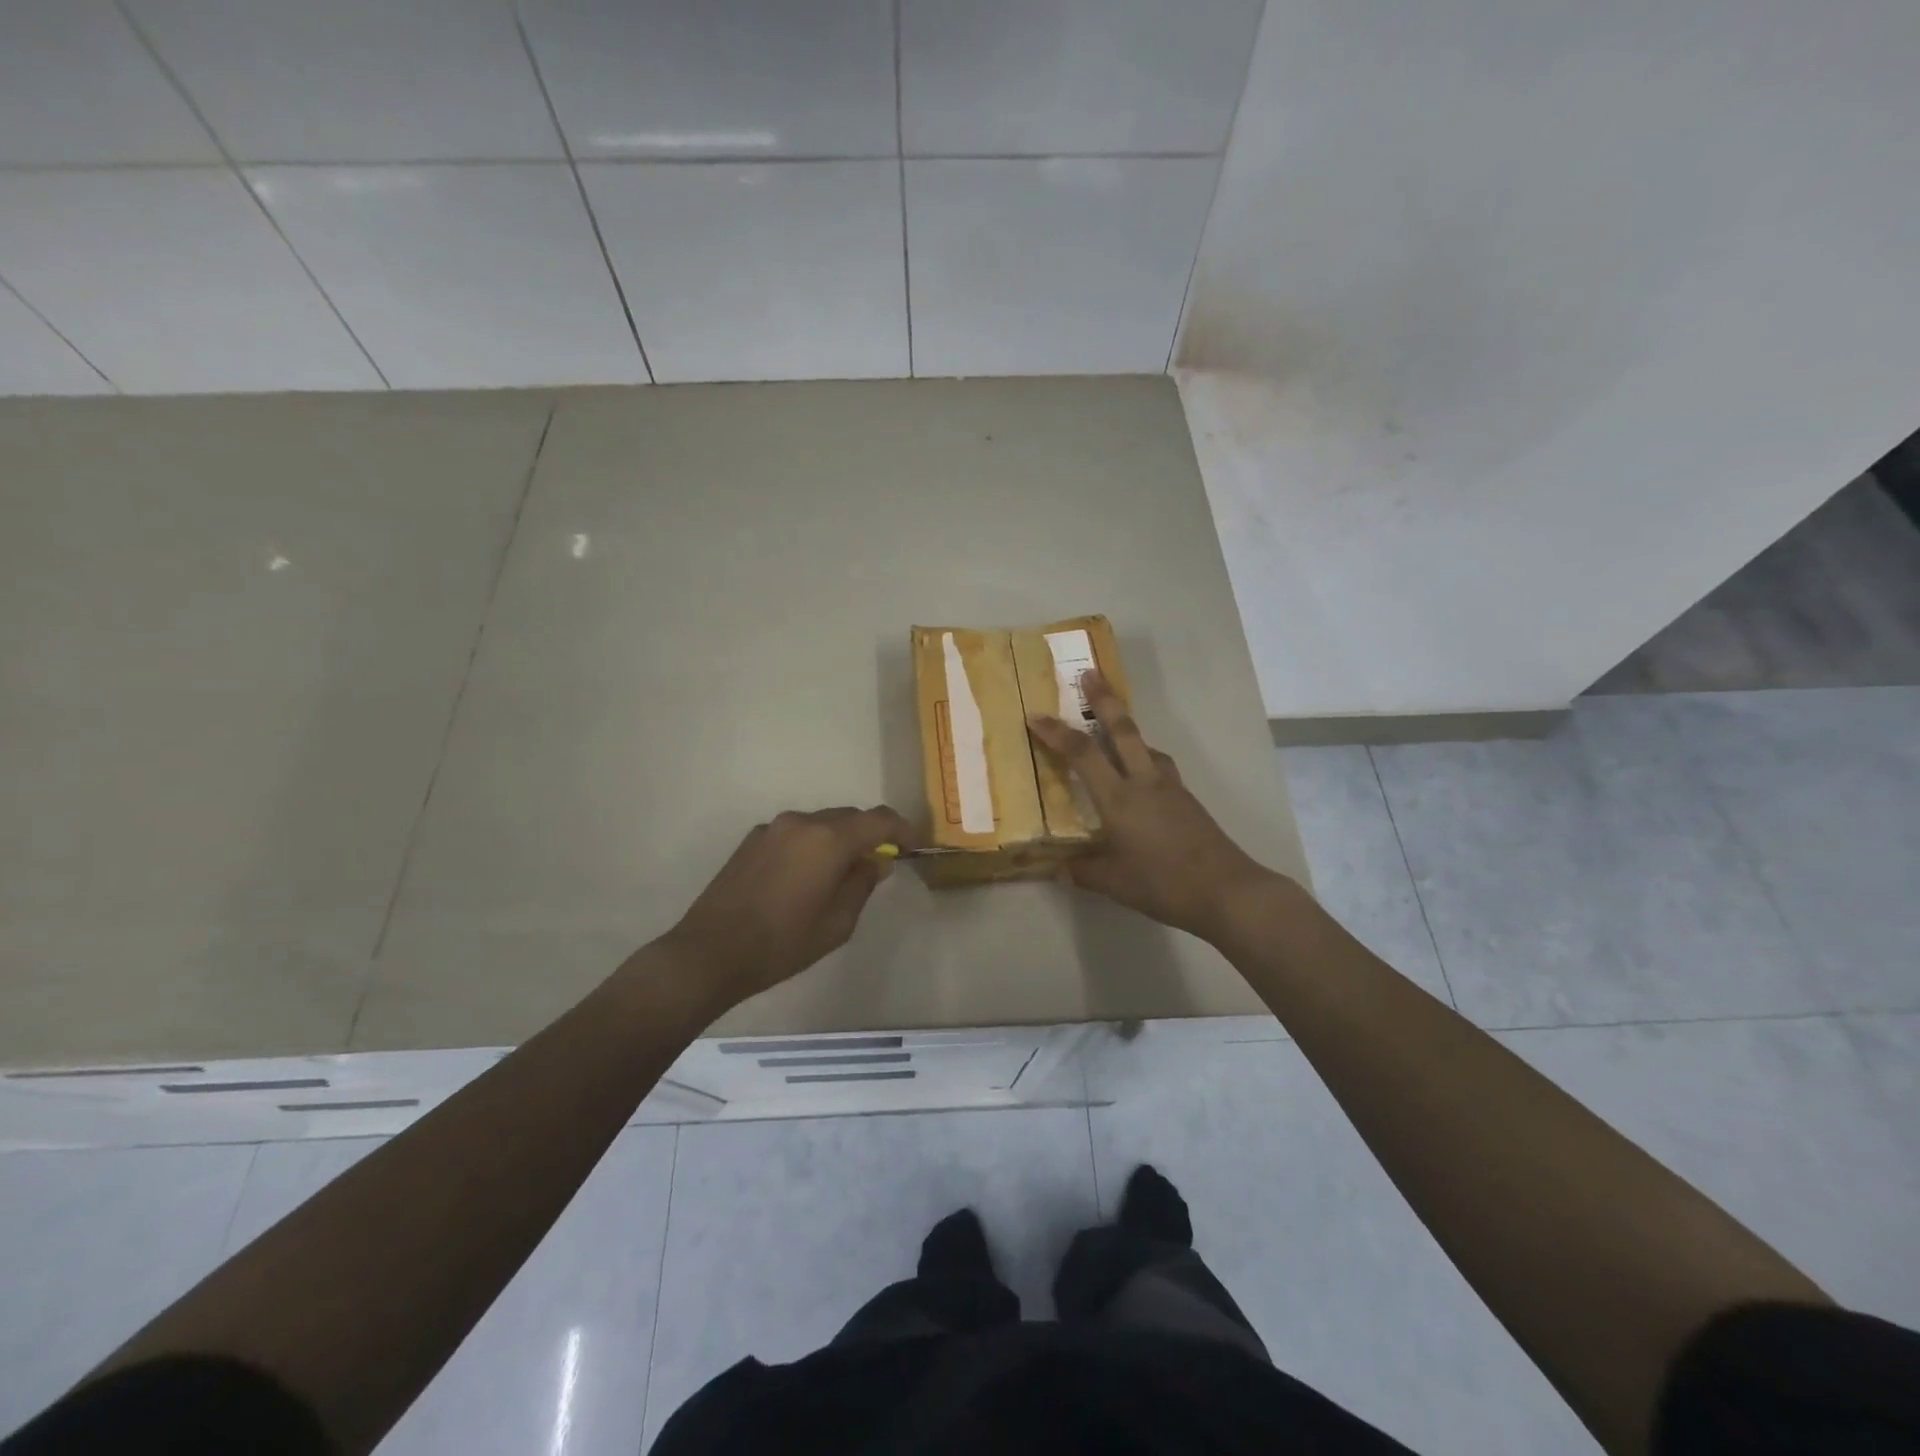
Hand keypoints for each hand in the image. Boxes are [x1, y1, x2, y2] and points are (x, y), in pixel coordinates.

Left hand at [660, 805, 914, 1009]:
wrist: (710, 952)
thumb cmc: (782, 943)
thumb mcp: (837, 922)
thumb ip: (862, 883)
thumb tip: (876, 861)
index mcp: (829, 839)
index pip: (879, 820)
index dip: (903, 830)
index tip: (913, 847)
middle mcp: (802, 822)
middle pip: (849, 817)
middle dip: (870, 835)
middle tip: (878, 865)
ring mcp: (773, 828)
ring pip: (821, 823)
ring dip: (839, 840)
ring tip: (840, 874)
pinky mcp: (752, 840)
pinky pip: (796, 833)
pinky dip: (812, 845)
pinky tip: (804, 878)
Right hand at [1027, 672, 1277, 940]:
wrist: (1227, 890)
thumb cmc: (1163, 885)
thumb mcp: (1113, 883)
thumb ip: (1083, 870)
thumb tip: (1060, 866)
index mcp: (1119, 799)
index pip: (1082, 754)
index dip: (1056, 732)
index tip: (1035, 715)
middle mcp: (1144, 783)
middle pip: (1122, 730)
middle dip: (1105, 699)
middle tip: (1091, 673)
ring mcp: (1170, 788)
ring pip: (1145, 745)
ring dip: (1128, 728)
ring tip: (1113, 726)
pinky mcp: (1187, 799)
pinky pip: (1159, 766)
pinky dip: (1144, 757)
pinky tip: (1141, 775)